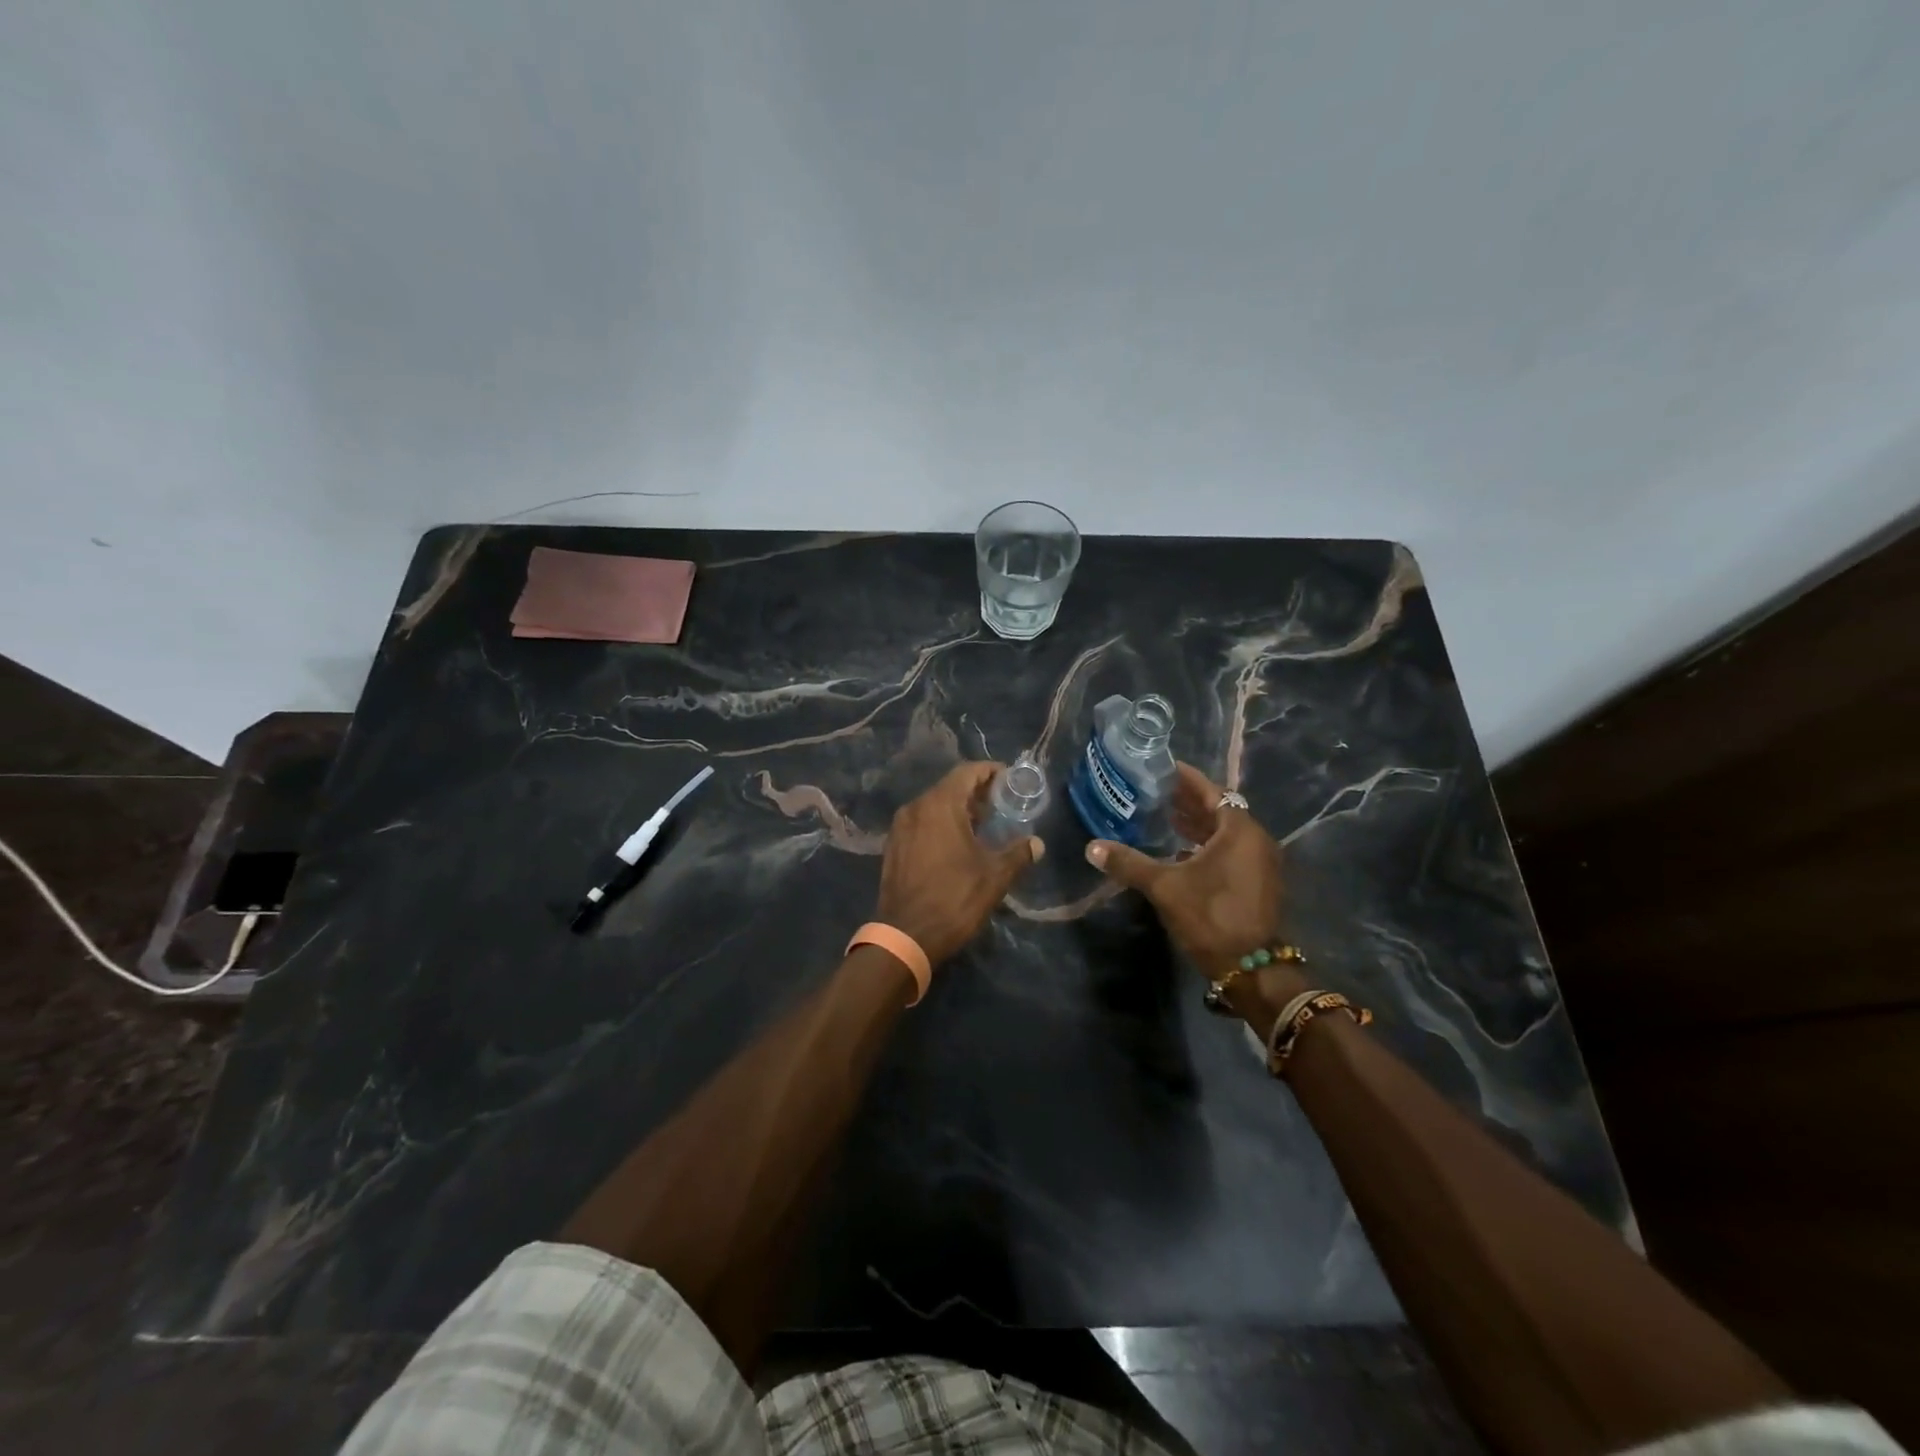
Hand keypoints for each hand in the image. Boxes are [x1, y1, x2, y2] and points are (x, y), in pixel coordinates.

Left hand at [875, 762, 1043, 965]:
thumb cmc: (954, 899)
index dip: (990, 772)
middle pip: (950, 787)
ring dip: (958, 810)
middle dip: (976, 792)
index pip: (967, 772)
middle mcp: (915, 807)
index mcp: (939, 805)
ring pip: (933, 806)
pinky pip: (921, 823)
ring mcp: (900, 827)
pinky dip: (941, 824)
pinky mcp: (893, 846)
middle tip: (1002, 806)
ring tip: (984, 827)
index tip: (1010, 780)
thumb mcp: (994, 876)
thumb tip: (1037, 844)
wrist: (906, 936)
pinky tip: (957, 845)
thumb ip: (1018, 854)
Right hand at [1084, 763, 1288, 985]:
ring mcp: (1259, 862)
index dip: (1187, 779)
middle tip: (1156, 792)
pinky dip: (1206, 845)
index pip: (1212, 792)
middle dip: (1188, 801)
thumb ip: (1129, 863)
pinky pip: (1230, 850)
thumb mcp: (1165, 887)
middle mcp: (1255, 840)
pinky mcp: (1257, 881)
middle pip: (1220, 810)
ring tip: (1164, 817)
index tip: (1164, 768)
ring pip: (1225, 832)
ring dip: (1197, 824)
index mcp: (1239, 830)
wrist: (1250, 967)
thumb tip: (1092, 847)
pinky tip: (1180, 851)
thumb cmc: (1210, 916)